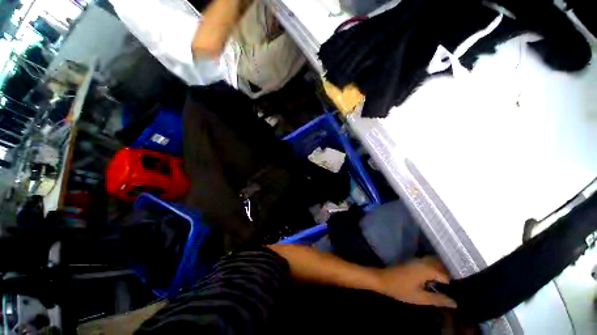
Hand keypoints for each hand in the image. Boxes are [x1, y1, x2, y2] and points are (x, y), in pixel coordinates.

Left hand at [376, 256, 456, 307]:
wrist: (383, 279)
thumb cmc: (400, 289)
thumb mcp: (420, 298)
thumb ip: (438, 299)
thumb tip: (455, 303)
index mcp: (427, 269)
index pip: (447, 275)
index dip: (455, 283)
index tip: (462, 291)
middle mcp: (423, 261)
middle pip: (442, 265)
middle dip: (450, 273)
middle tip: (458, 287)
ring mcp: (417, 260)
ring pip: (435, 262)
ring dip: (443, 270)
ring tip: (450, 284)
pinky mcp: (413, 261)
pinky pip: (428, 262)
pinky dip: (435, 268)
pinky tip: (437, 278)